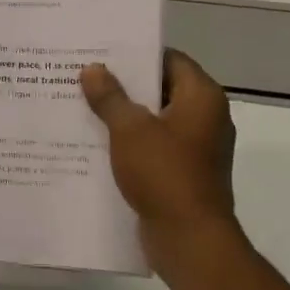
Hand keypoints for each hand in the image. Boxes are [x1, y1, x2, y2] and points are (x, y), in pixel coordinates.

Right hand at [81, 50, 239, 275]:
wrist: (188, 238)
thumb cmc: (164, 174)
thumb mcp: (130, 130)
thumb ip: (111, 97)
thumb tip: (93, 69)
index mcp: (202, 98)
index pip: (170, 59)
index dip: (137, 54)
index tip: (103, 51)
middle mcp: (206, 118)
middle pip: (162, 89)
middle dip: (124, 85)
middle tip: (85, 76)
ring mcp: (197, 148)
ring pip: (155, 120)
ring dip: (124, 115)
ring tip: (83, 106)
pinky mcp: (184, 173)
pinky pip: (154, 147)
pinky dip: (130, 142)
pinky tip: (97, 143)